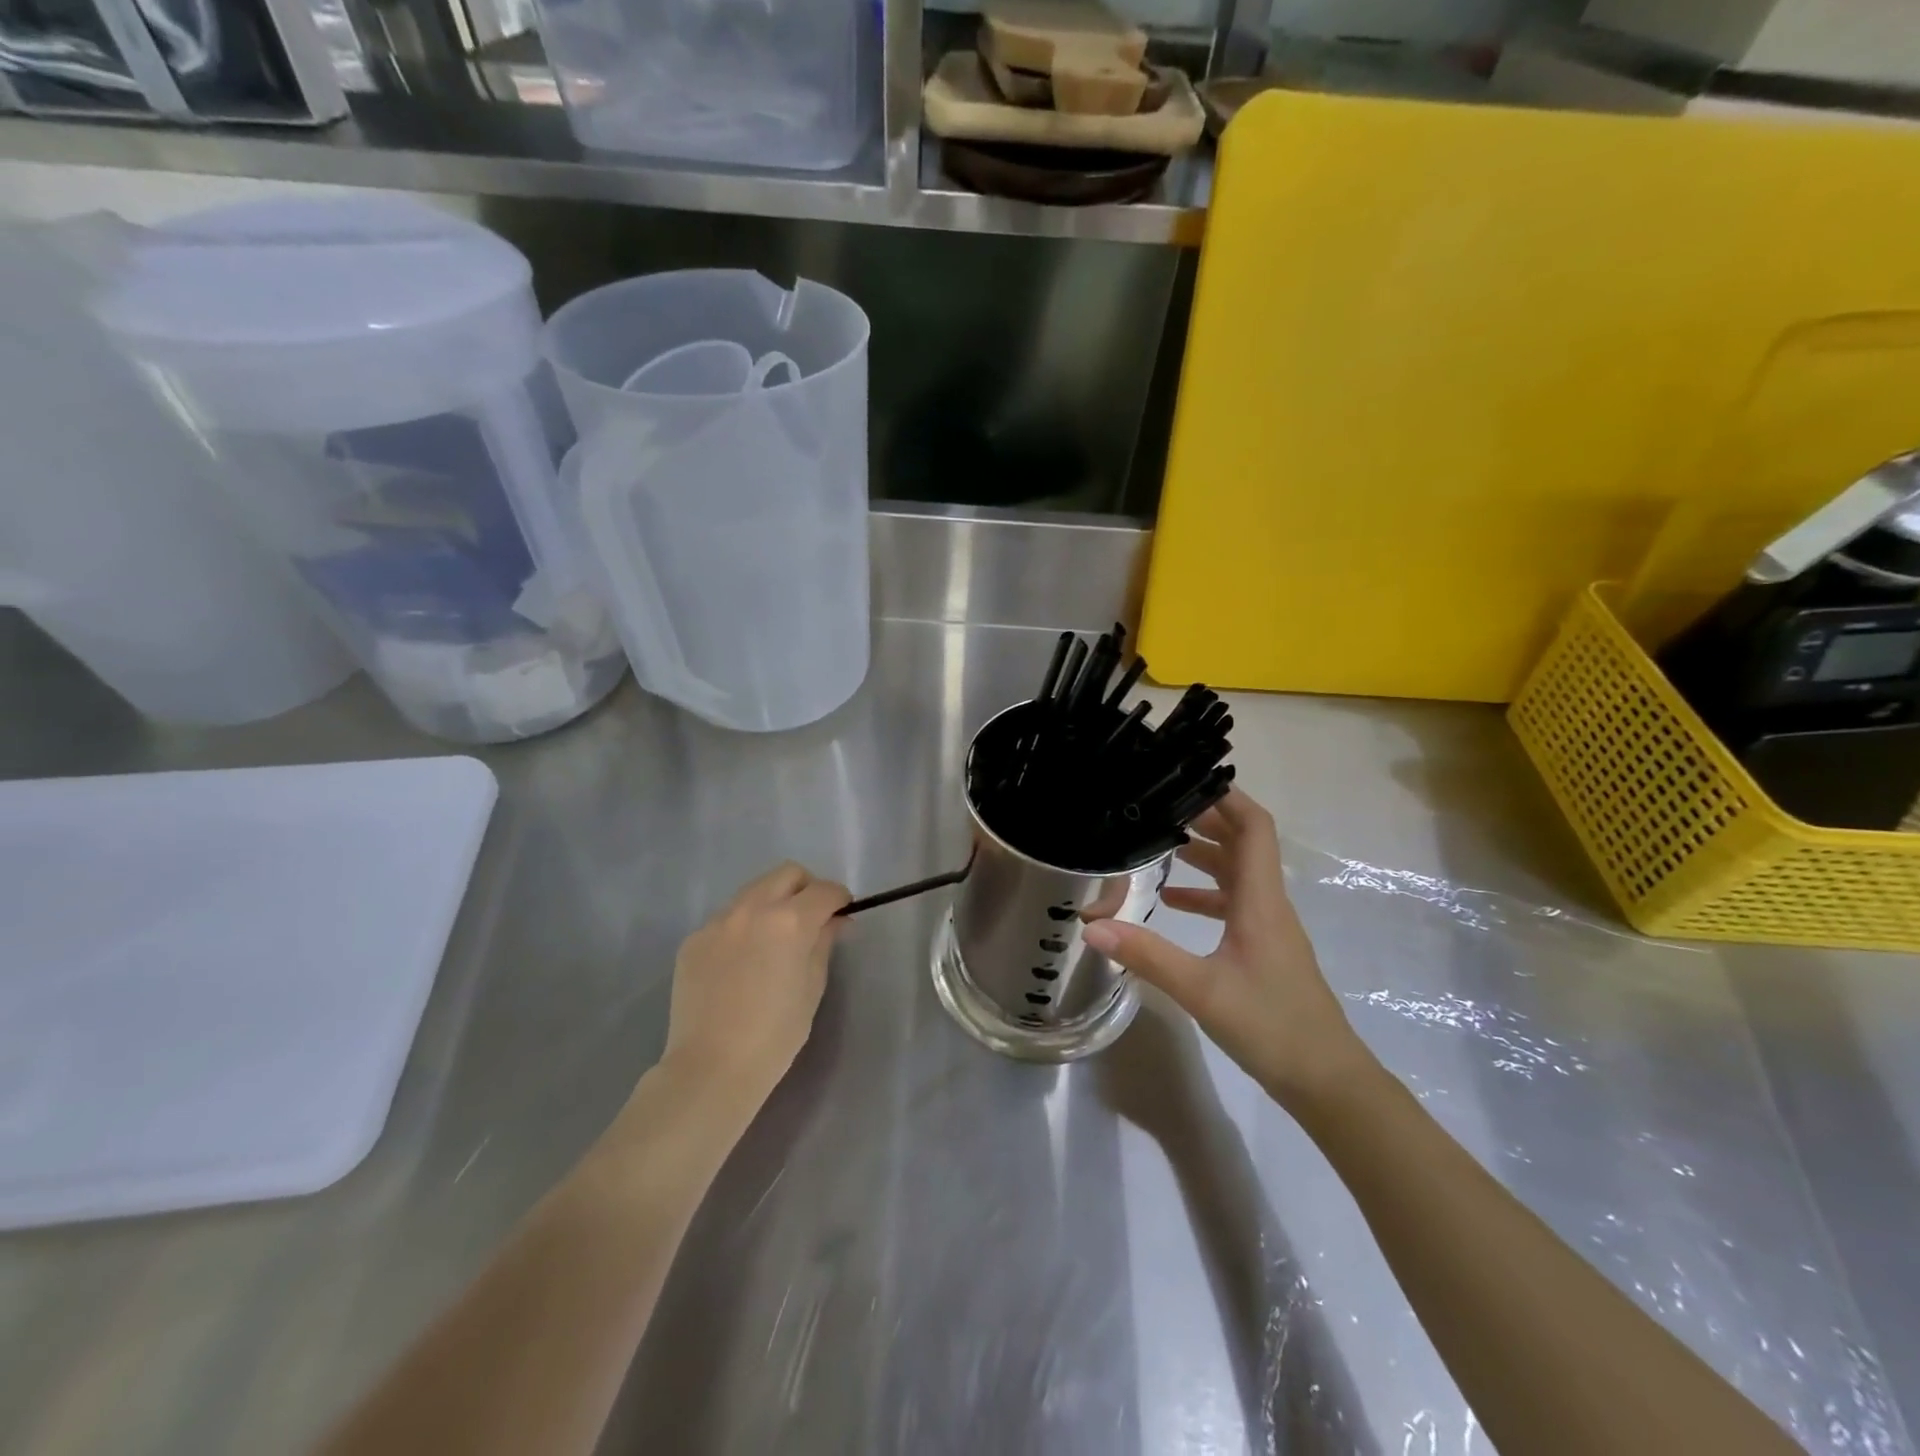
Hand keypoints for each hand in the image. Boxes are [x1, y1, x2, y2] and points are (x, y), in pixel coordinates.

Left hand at [661, 863, 849, 1106]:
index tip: (843, 915)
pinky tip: (743, 962)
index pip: (824, 891)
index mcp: (789, 921)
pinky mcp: (694, 939)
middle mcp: (752, 909)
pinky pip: (727, 918)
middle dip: (806, 889)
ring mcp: (718, 921)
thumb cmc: (775, 1035)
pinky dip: (743, 927)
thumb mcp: (812, 987)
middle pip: (787, 874)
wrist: (710, 1068)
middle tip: (812, 919)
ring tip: (774, 940)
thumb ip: (824, 943)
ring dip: (772, 903)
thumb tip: (834, 921)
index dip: (840, 899)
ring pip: (754, 891)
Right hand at [1082, 788, 1370, 1108]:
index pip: (1254, 829)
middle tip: (1162, 807)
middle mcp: (1268, 905)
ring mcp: (1269, 929)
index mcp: (1260, 901)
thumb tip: (1091, 927)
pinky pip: (1234, 906)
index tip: (1189, 780)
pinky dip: (1205, 895)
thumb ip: (1146, 956)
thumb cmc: (1271, 1026)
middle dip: (1207, 820)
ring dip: (1205, 855)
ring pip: (1238, 875)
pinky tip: (1172, 905)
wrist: (1327, 1082)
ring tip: (1160, 846)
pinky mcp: (1264, 951)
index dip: (1228, 798)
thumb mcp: (1201, 990)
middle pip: (1244, 845)